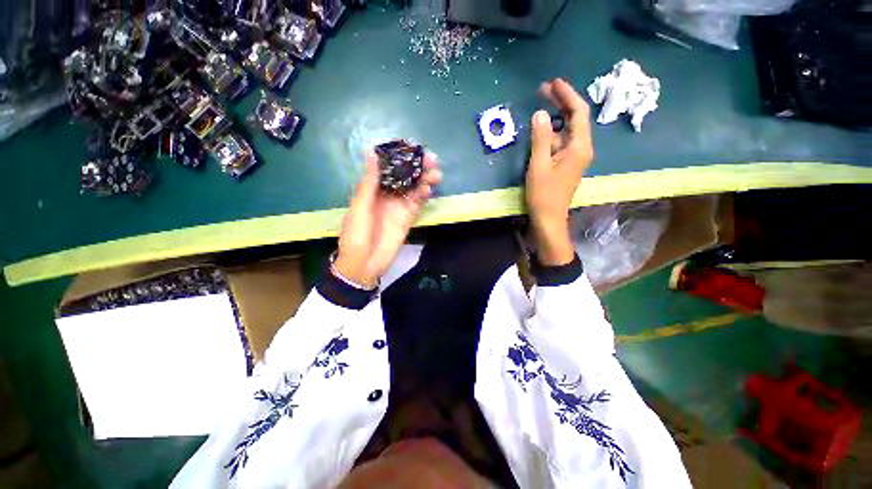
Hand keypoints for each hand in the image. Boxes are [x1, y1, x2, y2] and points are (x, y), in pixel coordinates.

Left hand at [335, 151, 442, 287]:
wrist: (364, 263)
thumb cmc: (356, 235)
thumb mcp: (360, 207)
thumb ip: (369, 183)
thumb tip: (372, 153)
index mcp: (372, 189)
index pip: (388, 168)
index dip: (400, 157)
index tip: (412, 147)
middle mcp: (387, 195)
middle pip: (405, 177)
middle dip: (418, 167)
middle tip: (432, 159)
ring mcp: (398, 207)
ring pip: (414, 189)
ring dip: (424, 180)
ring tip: (436, 174)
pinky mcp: (407, 218)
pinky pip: (417, 204)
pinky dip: (423, 196)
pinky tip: (428, 190)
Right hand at [526, 78, 593, 265]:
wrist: (549, 218)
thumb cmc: (543, 194)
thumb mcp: (539, 165)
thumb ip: (540, 139)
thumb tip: (539, 114)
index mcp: (579, 146)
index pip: (578, 112)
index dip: (567, 94)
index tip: (554, 82)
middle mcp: (581, 148)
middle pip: (575, 118)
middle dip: (561, 102)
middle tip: (544, 89)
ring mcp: (574, 157)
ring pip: (567, 130)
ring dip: (554, 117)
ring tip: (540, 105)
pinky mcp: (566, 164)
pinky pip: (561, 142)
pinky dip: (551, 132)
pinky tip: (540, 130)